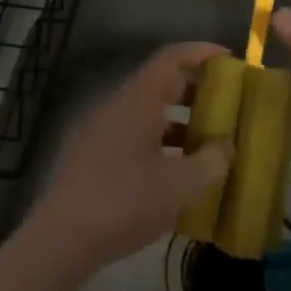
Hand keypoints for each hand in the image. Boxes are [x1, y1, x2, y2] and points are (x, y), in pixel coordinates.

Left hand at [16, 42, 232, 286]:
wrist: (61, 238)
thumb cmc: (125, 203)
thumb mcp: (180, 186)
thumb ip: (211, 161)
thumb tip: (226, 145)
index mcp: (138, 100)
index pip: (171, 57)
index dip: (201, 52)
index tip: (229, 59)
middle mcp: (116, 105)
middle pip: (159, 82)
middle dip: (194, 89)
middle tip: (226, 103)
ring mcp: (99, 128)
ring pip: (145, 110)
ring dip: (178, 119)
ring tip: (207, 141)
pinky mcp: (90, 153)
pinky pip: (132, 131)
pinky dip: (158, 139)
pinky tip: (174, 169)